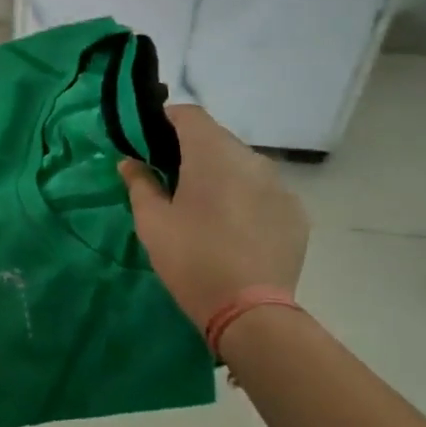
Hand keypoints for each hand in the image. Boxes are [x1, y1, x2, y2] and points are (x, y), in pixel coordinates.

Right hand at [119, 105, 307, 331]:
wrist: (251, 313)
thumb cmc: (191, 259)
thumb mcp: (151, 221)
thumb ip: (139, 183)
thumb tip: (129, 161)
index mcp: (211, 153)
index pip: (188, 114)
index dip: (165, 121)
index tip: (149, 142)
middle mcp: (250, 158)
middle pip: (216, 138)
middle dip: (192, 150)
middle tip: (172, 179)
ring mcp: (279, 184)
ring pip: (242, 164)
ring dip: (221, 173)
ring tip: (206, 206)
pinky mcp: (296, 211)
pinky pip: (264, 190)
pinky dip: (247, 196)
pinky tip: (235, 227)